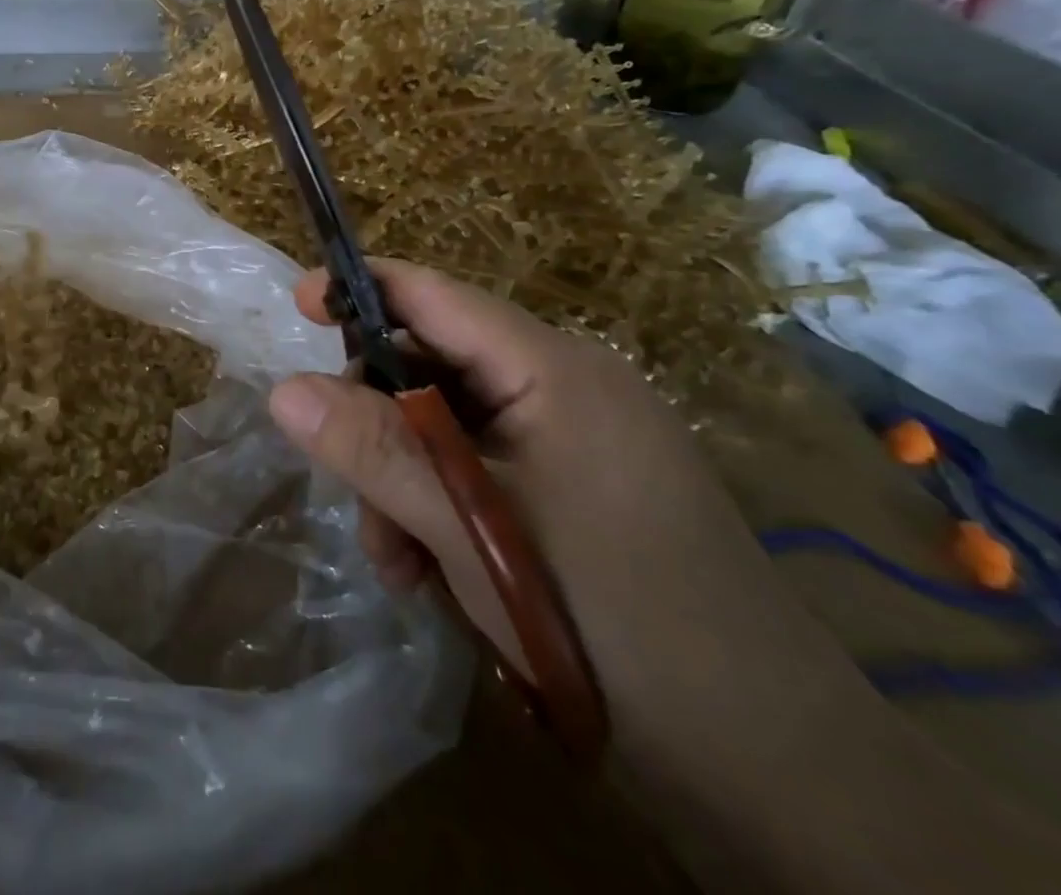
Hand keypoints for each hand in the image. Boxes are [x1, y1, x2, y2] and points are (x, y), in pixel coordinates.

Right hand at [266, 261, 825, 729]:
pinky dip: (442, 506)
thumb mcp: (471, 527)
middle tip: (350, 488)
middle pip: (434, 366)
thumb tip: (282, 389)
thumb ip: (374, 450)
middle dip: (378, 420)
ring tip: (396, 559)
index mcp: (553, 369)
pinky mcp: (578, 492)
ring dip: (405, 479)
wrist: (781, 775)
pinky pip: (481, 468)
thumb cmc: (614, 619)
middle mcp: (566, 389)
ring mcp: (576, 442)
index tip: (295, 305)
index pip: (435, 296)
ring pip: (450, 426)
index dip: (360, 290)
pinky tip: (431, 570)